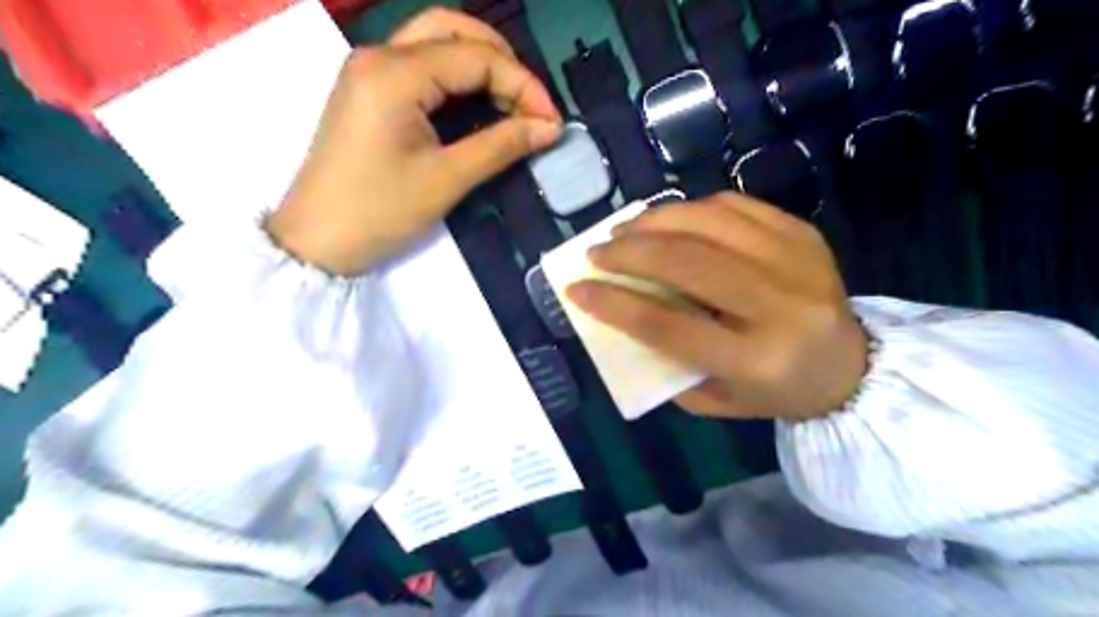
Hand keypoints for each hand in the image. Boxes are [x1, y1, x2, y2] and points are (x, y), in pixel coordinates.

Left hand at [265, 7, 557, 275]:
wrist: (317, 243)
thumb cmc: (379, 212)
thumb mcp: (446, 180)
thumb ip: (501, 146)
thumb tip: (549, 128)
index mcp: (395, 73)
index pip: (476, 57)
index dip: (523, 85)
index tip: (551, 122)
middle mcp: (378, 56)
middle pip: (453, 29)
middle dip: (502, 61)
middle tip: (531, 104)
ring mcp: (369, 71)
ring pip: (436, 43)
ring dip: (480, 65)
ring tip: (512, 104)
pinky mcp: (368, 92)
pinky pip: (421, 67)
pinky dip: (457, 79)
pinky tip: (478, 106)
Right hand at [566, 196, 866, 422]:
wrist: (850, 366)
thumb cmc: (772, 391)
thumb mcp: (713, 399)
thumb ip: (666, 362)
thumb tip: (620, 313)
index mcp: (756, 360)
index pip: (669, 325)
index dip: (615, 304)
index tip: (577, 289)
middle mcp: (781, 306)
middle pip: (688, 262)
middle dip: (630, 252)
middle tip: (598, 252)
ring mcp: (797, 261)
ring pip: (710, 222)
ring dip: (656, 220)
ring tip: (626, 229)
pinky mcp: (804, 233)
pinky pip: (735, 206)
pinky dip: (692, 209)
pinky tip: (669, 220)